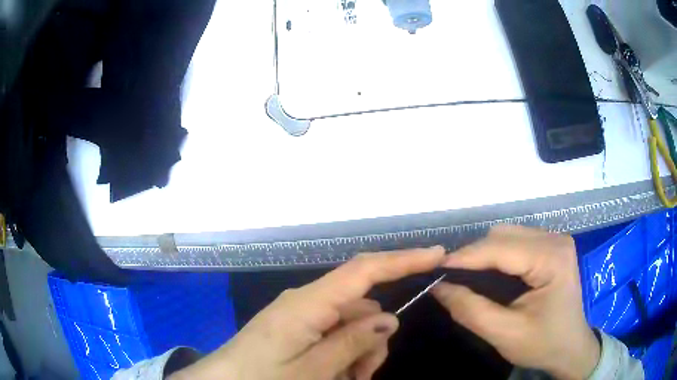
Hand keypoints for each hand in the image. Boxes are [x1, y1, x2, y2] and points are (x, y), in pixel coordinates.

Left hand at [169, 246, 445, 379]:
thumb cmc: (261, 379)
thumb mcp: (313, 370)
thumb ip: (352, 343)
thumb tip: (388, 320)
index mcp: (308, 303)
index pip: (364, 270)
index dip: (402, 259)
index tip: (437, 254)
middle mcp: (306, 302)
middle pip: (362, 309)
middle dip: (373, 341)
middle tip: (364, 374)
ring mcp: (300, 316)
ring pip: (351, 327)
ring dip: (358, 355)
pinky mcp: (296, 329)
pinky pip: (333, 337)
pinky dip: (342, 358)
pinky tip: (334, 376)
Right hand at [432, 225, 599, 379]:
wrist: (571, 348)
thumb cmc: (543, 344)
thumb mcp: (505, 334)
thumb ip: (470, 310)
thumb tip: (438, 287)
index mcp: (552, 258)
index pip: (500, 248)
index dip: (465, 257)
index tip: (434, 270)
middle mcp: (555, 239)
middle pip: (503, 235)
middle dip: (473, 256)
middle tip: (450, 280)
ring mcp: (555, 240)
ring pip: (507, 235)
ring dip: (484, 255)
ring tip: (466, 277)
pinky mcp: (551, 247)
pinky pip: (516, 241)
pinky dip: (496, 256)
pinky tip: (488, 273)